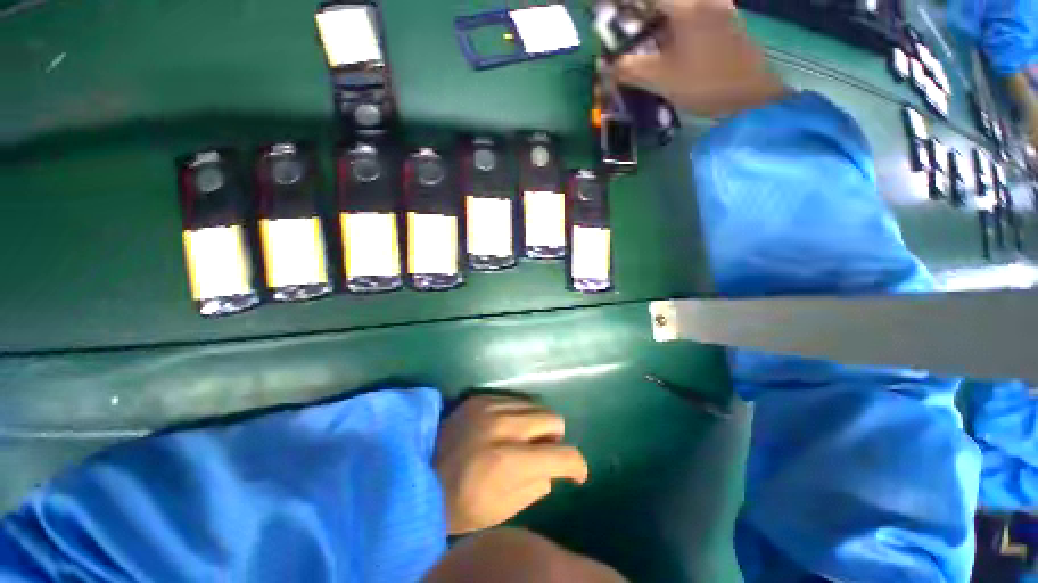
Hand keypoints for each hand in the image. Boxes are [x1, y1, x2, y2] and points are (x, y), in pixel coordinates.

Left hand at [434, 396, 588, 534]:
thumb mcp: (502, 511)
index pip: (562, 455)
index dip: (577, 465)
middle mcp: (504, 426)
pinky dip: (519, 415)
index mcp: (509, 461)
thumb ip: (535, 487)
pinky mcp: (480, 398)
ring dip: (537, 425)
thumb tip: (551, 471)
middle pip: (553, 419)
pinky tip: (506, 428)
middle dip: (555, 439)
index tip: (577, 473)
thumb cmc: (459, 503)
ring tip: (523, 439)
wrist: (417, 475)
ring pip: (536, 406)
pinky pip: (515, 400)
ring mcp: (490, 407)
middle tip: (543, 452)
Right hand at [613, 0, 787, 117]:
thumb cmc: (704, 84)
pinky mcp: (724, 19)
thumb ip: (630, 69)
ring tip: (641, 37)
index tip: (610, 12)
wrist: (751, 95)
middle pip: (663, 2)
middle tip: (625, 28)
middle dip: (641, 11)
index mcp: (686, 7)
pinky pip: (692, 12)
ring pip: (679, 7)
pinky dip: (672, 22)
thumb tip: (607, 65)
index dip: (626, 4)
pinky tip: (665, 41)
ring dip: (656, 17)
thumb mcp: (661, 79)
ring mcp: (717, 6)